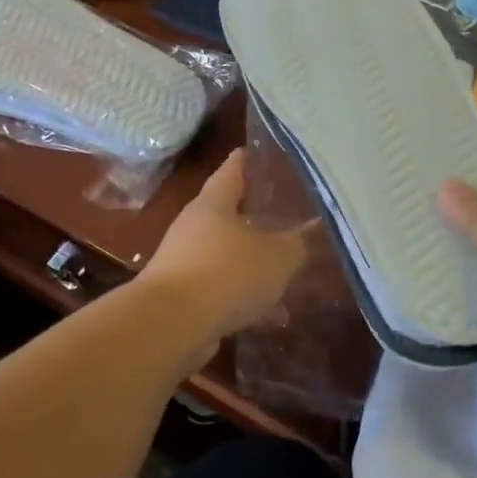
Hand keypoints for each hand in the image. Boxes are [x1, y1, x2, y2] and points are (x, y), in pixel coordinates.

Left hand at [140, 150, 309, 345]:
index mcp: (214, 204)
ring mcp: (184, 261)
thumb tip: (306, 236)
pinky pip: (221, 289)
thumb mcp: (276, 257)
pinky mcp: (182, 296)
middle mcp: (194, 226)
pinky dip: (244, 298)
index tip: (263, 152)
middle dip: (258, 219)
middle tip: (288, 219)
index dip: (249, 159)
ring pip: (228, 256)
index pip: (233, 169)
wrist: (170, 324)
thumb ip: (296, 244)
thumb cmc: (226, 273)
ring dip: (254, 266)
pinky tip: (271, 317)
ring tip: (287, 278)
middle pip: (229, 214)